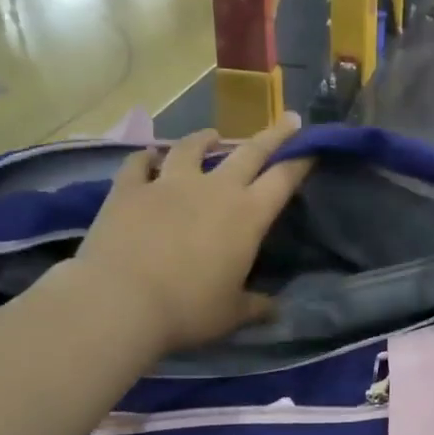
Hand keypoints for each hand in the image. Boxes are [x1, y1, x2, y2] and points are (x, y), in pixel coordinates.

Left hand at [67, 116, 312, 356]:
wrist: (120, 302)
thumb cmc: (187, 310)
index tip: (313, 148)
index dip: (302, 161)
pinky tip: (149, 156)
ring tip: (212, 135)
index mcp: (248, 216)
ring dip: (205, 138)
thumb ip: (256, 306)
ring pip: (191, 148)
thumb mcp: (231, 314)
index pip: (284, 180)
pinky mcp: (129, 190)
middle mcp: (214, 189)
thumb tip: (276, 310)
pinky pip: (139, 164)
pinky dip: (146, 158)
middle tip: (288, 120)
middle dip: (273, 135)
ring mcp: (168, 184)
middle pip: (250, 151)